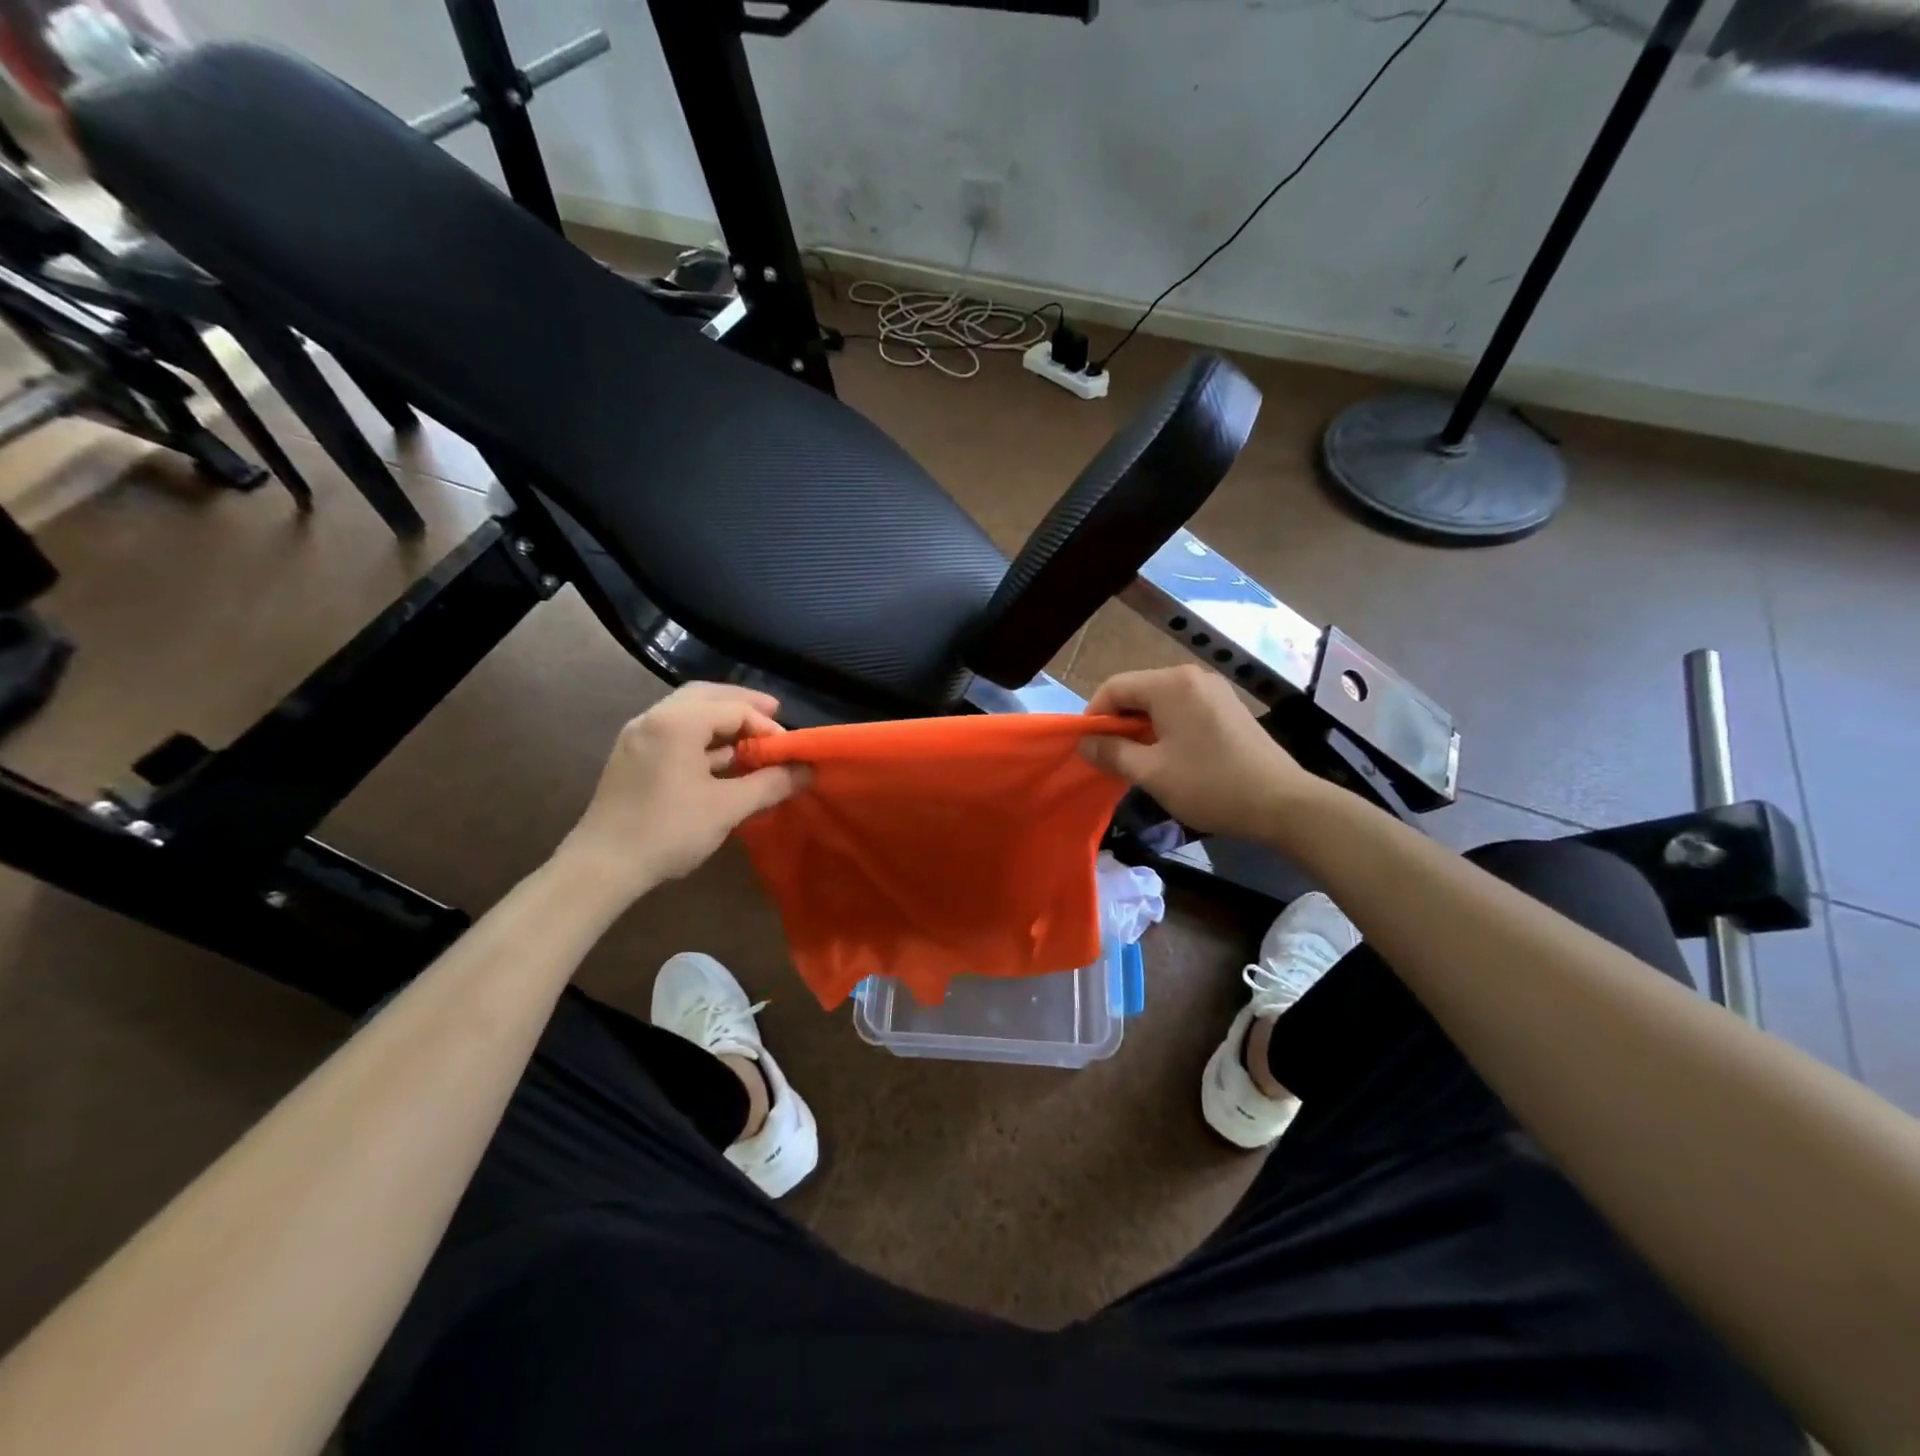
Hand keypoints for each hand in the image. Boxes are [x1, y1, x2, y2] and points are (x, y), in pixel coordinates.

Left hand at [559, 683, 805, 901]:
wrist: (602, 867)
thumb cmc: (669, 830)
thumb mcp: (728, 808)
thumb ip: (770, 784)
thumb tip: (807, 772)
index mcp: (677, 722)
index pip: (733, 708)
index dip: (767, 727)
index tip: (789, 751)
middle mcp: (654, 718)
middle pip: (706, 696)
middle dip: (743, 705)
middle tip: (773, 717)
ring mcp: (639, 736)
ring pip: (688, 712)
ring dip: (722, 720)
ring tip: (752, 738)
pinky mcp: (632, 756)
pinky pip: (674, 731)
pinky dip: (702, 736)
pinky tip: (722, 758)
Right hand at [1080, 665, 1319, 840]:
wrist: (1283, 804)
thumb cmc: (1210, 785)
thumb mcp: (1151, 773)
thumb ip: (1112, 753)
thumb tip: (1084, 742)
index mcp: (1171, 684)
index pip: (1115, 687)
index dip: (1093, 715)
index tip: (1086, 748)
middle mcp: (1192, 677)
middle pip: (1138, 691)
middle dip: (1117, 723)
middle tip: (1109, 758)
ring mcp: (1214, 691)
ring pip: (1160, 702)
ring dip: (1141, 727)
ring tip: (1136, 761)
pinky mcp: (1228, 708)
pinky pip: (1183, 709)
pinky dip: (1165, 728)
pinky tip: (1167, 757)